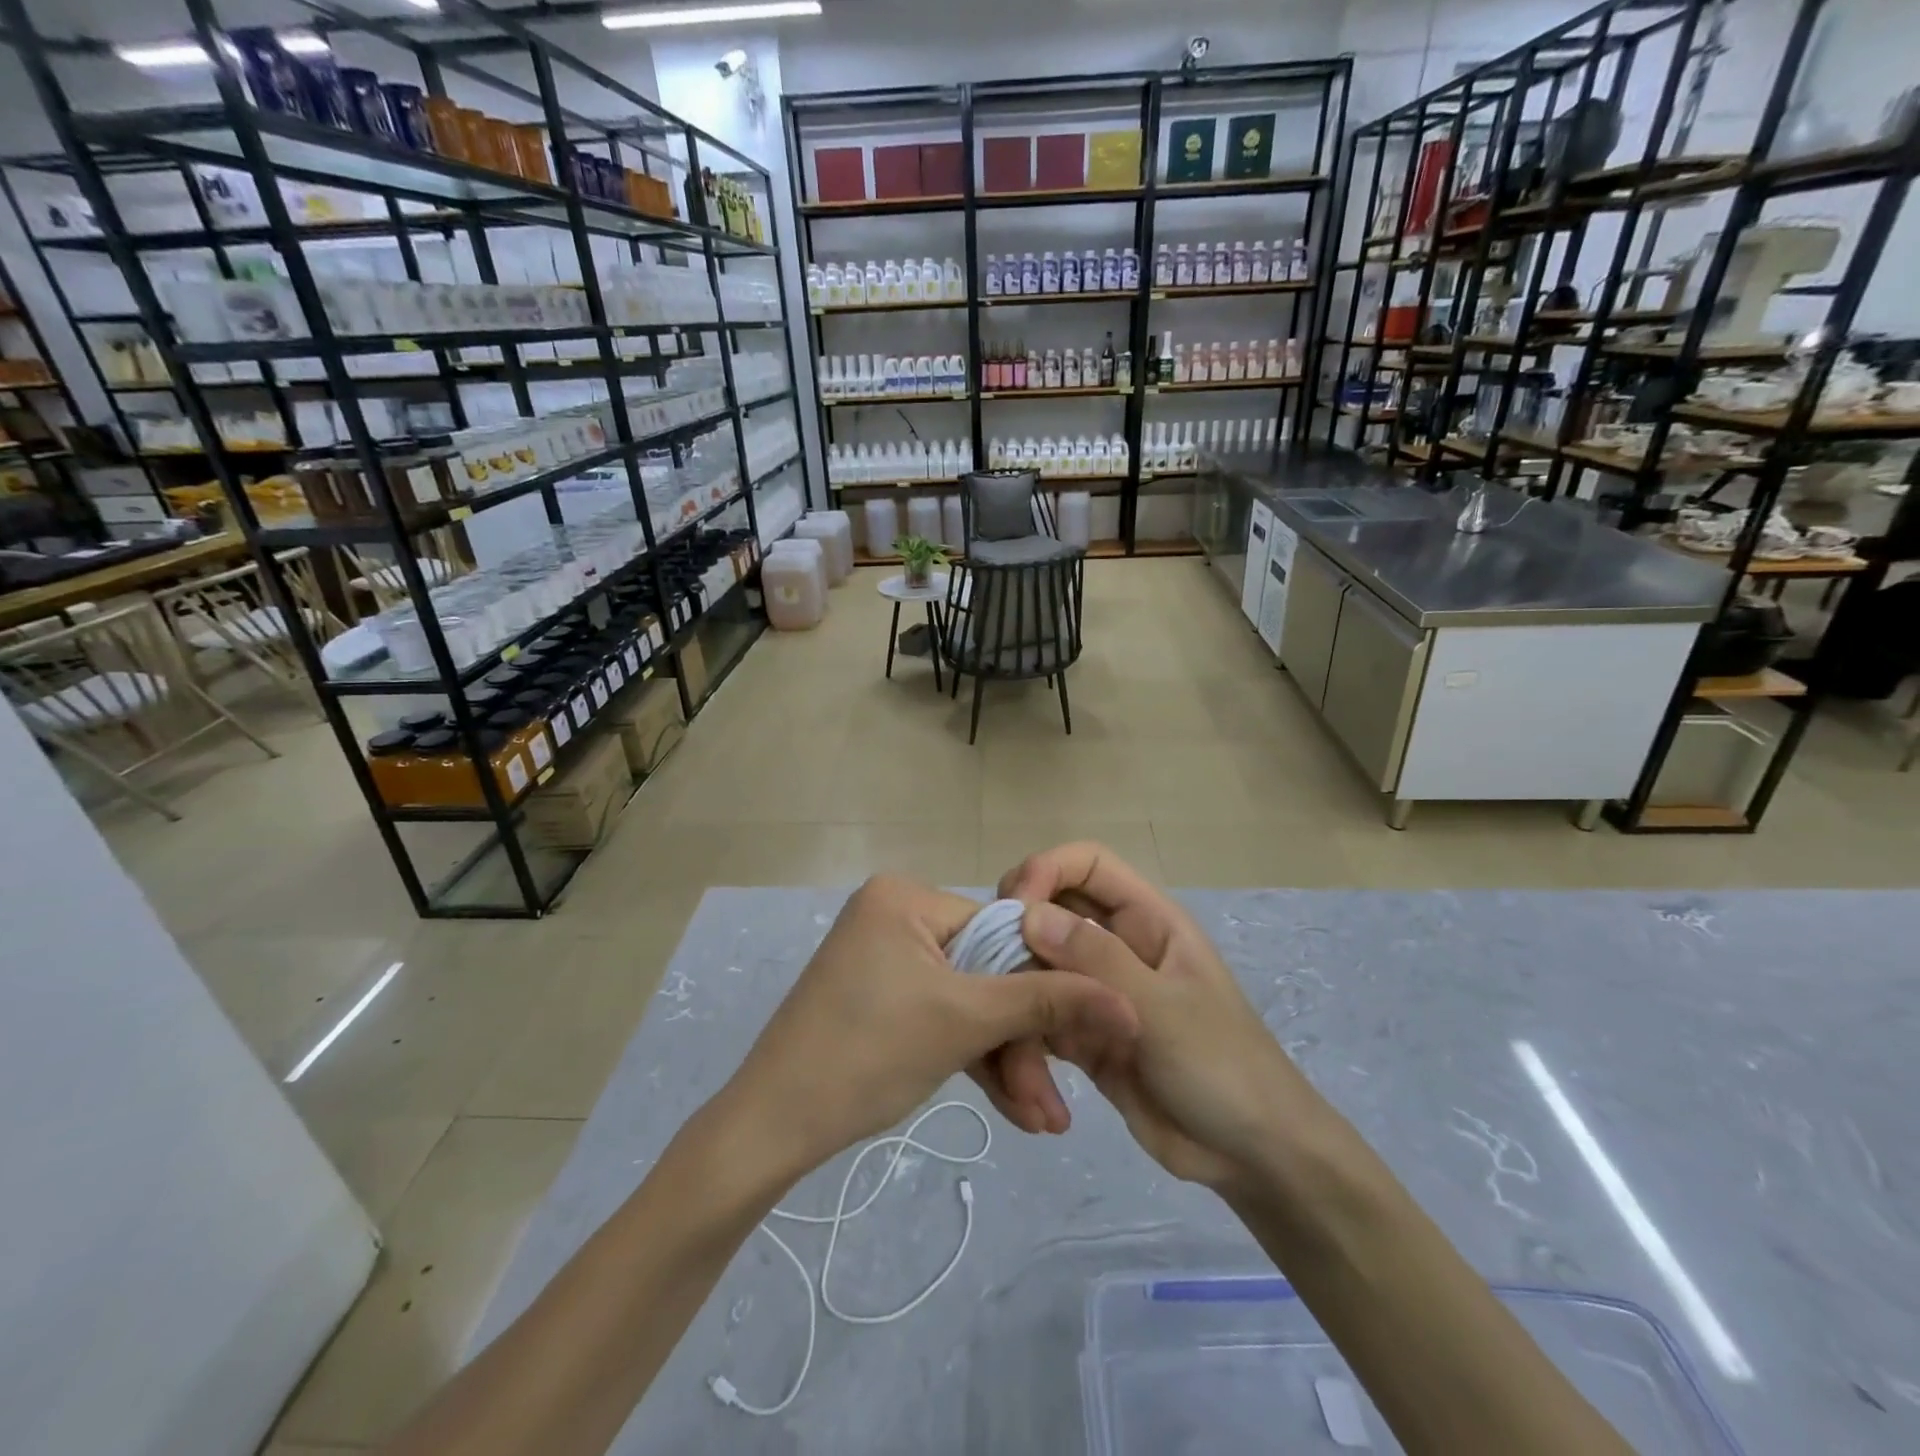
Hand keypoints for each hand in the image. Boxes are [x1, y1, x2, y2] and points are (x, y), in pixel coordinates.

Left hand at [723, 874, 1138, 1178]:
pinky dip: (971, 1057)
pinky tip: (1014, 1107)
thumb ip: (1047, 1003)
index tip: (1083, 1041)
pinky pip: (940, 1015)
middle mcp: (896, 913)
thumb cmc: (868, 1054)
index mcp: (907, 895)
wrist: (770, 1127)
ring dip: (1005, 1060)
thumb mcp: (965, 1023)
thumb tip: (1127, 1001)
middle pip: (986, 973)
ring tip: (1044, 1122)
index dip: (1044, 987)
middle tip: (1058, 1106)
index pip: (1002, 930)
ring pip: (967, 1002)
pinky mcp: (880, 995)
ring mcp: (886, 956)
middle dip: (1023, 1043)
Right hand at [1000, 843, 1308, 1191]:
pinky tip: (1023, 1080)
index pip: (1088, 863)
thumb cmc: (1223, 1067)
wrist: (1251, 1157)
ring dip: (1018, 996)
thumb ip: (1097, 959)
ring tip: (1011, 1045)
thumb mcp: (1163, 1010)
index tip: (1013, 907)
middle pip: (1051, 909)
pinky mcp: (1084, 1035)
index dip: (1046, 869)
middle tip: (991, 967)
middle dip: (1017, 932)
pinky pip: (1040, 1017)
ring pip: (1037, 966)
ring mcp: (1098, 990)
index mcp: (1147, 920)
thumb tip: (1028, 914)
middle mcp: (1118, 945)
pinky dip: (1024, 1041)